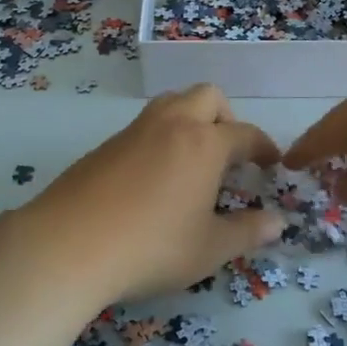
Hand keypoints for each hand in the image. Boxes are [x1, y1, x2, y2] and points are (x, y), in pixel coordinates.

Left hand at [7, 84, 283, 302]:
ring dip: (191, 118)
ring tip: (193, 159)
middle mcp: (172, 124)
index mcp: (204, 143)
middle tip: (229, 153)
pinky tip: (153, 176)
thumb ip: (248, 232)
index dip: (263, 147)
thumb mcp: (208, 248)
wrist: (68, 244)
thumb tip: (278, 222)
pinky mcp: (105, 144)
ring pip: (172, 102)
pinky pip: (145, 125)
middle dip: (226, 117)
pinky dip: (161, 137)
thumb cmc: (151, 247)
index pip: (245, 134)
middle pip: (208, 96)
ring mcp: (135, 130)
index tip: (272, 163)